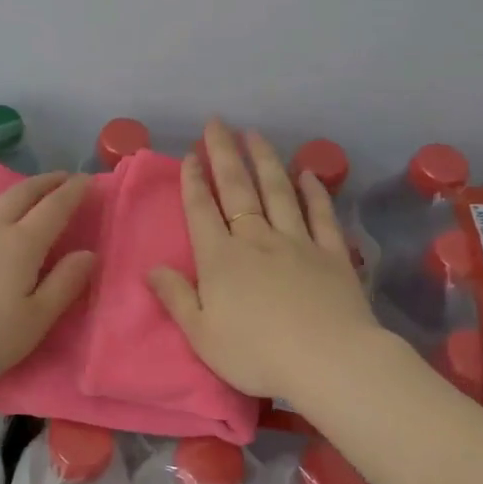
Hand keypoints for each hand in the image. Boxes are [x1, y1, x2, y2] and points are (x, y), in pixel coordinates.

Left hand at [0, 172, 96, 396]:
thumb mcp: (34, 321)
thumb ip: (64, 284)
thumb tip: (88, 253)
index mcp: (20, 244)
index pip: (54, 207)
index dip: (73, 191)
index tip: (87, 179)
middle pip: (21, 194)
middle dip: (46, 183)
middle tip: (63, 177)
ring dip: (17, 192)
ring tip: (28, 196)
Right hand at [148, 119, 380, 399]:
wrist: (328, 360)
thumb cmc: (257, 354)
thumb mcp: (202, 335)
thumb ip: (176, 298)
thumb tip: (151, 269)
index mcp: (221, 259)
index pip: (201, 210)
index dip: (193, 181)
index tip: (190, 154)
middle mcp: (257, 239)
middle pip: (238, 189)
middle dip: (225, 154)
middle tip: (217, 123)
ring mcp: (297, 242)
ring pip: (278, 192)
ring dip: (265, 160)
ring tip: (255, 134)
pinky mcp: (331, 254)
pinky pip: (321, 214)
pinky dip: (313, 191)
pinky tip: (307, 173)